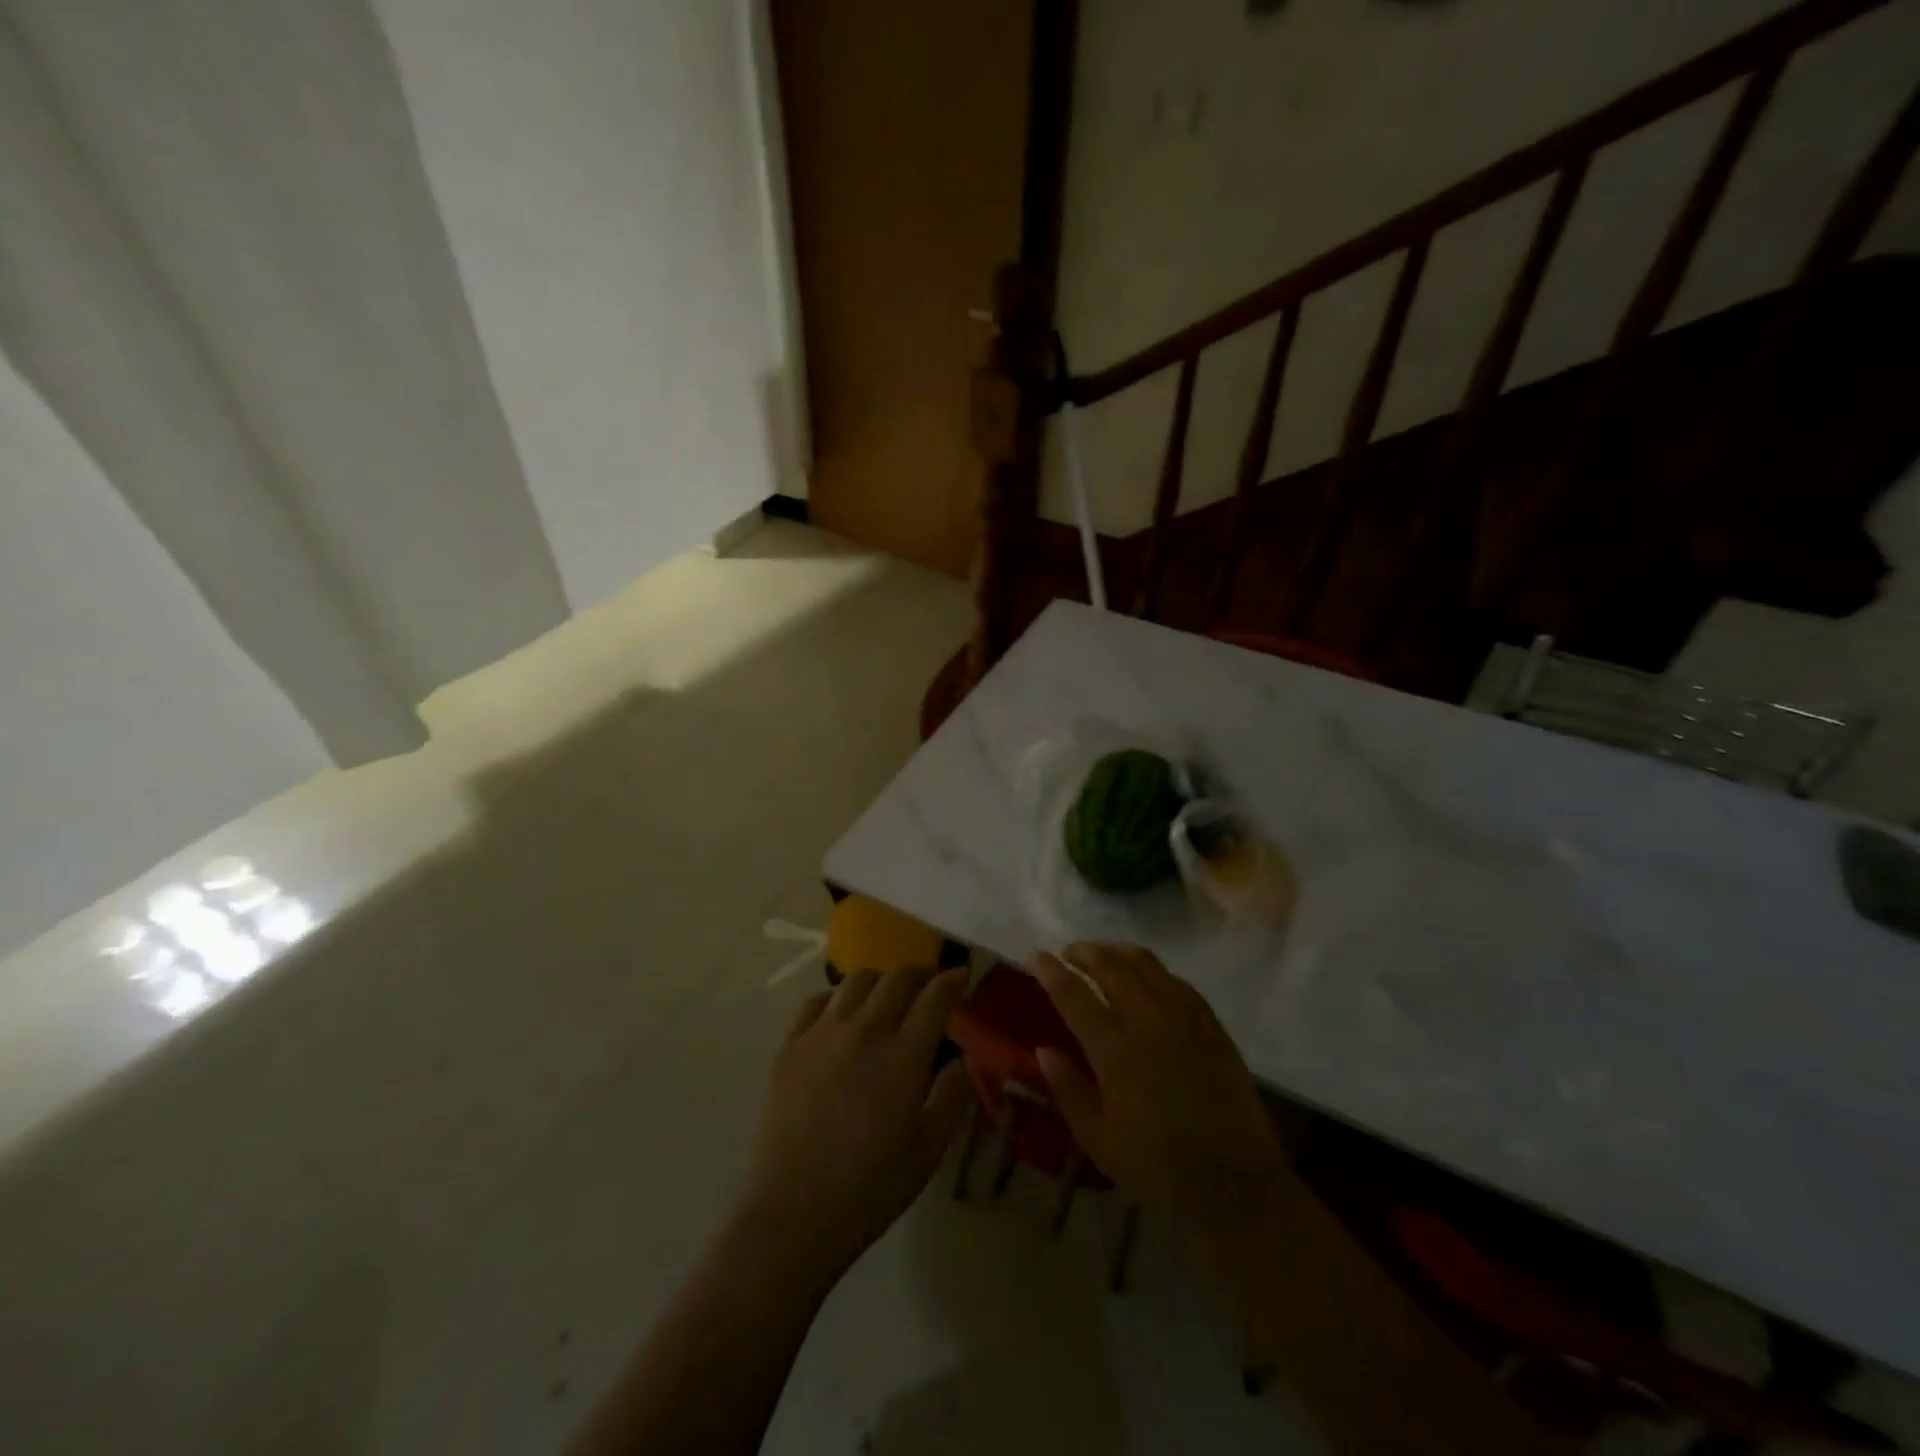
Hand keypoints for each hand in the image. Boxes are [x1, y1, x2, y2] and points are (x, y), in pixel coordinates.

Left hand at [737, 966, 973, 1284]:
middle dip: (920, 973)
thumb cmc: (869, 1190)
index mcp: (903, 1056)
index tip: (962, 975)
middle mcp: (864, 1031)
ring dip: (881, 980)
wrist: (792, 1214)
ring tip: (887, 996)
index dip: (952, 980)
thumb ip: (952, 1098)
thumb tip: (961, 1061)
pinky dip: (838, 997)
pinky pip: (816, 1001)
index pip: (934, 997)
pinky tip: (842, 1014)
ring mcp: (822, 1034)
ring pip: (856, 980)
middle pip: (897, 978)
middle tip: (929, 985)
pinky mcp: (790, 1046)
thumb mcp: (928, 1151)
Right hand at [1029, 944, 1290, 1248]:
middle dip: (1082, 952)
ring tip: (1100, 955)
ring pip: (1145, 963)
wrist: (1236, 1184)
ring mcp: (1184, 1017)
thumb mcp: (1100, 1142)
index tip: (1033, 956)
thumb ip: (1068, 1091)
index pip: (1073, 994)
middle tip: (1066, 953)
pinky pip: (1175, 979)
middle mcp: (1148, 1021)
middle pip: (1110, 966)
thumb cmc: (1159, 1168)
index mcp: (1116, 1051)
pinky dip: (1151, 968)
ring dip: (1115, 951)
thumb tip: (1043, 1049)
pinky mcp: (1210, 1022)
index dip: (1050, 971)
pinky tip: (1143, 976)